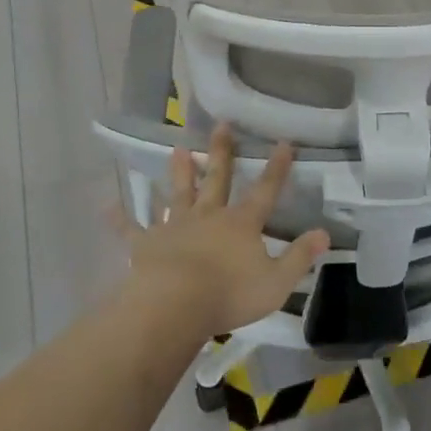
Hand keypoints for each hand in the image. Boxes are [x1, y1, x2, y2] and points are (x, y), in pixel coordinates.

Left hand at [125, 123, 329, 338]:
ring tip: (177, 150)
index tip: (282, 142)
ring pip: (178, 194)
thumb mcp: (276, 282)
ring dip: (179, 173)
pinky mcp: (147, 244)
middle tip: (220, 125)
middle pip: (217, 179)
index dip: (276, 168)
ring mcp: (176, 227)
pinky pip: (132, 229)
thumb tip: (324, 233)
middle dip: (222, 152)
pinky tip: (106, 207)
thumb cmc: (229, 294)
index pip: (264, 190)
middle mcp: (208, 216)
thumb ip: (300, 257)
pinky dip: (121, 219)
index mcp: (241, 224)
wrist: (176, 304)